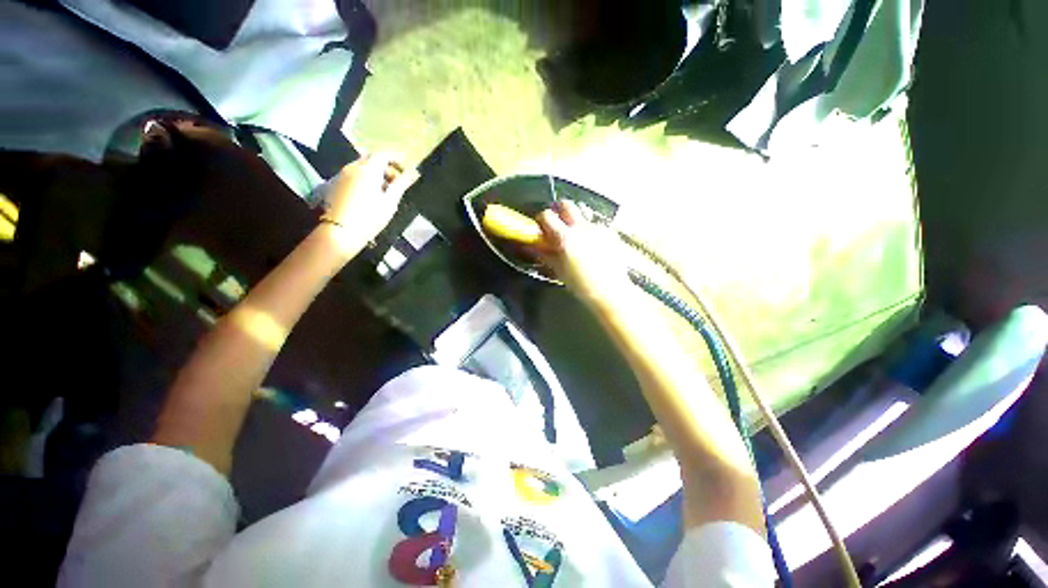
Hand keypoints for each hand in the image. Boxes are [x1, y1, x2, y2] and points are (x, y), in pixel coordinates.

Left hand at [323, 153, 418, 246]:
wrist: (341, 231)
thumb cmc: (370, 217)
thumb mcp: (390, 202)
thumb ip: (400, 185)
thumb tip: (412, 174)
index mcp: (368, 169)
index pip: (384, 154)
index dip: (396, 159)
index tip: (406, 169)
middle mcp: (353, 167)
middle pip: (371, 158)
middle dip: (385, 166)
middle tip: (396, 181)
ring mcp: (342, 175)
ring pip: (362, 166)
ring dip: (375, 173)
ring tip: (386, 190)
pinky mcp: (336, 184)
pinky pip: (354, 174)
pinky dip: (365, 178)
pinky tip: (371, 194)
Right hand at [533, 201, 633, 307]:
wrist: (611, 291)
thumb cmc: (581, 285)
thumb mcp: (559, 270)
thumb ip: (545, 254)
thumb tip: (533, 246)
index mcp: (565, 238)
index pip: (547, 215)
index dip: (542, 219)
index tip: (541, 226)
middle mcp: (581, 228)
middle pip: (567, 205)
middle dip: (559, 210)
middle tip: (558, 224)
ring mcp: (598, 229)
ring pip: (583, 217)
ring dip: (576, 224)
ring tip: (578, 243)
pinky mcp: (610, 233)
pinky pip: (596, 228)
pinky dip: (590, 234)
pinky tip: (594, 250)